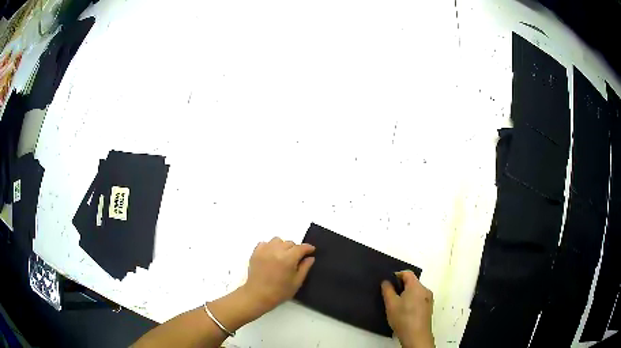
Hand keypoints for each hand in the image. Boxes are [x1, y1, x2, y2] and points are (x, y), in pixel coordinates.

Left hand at [241, 237, 315, 317]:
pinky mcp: (255, 252)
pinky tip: (271, 255)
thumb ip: (305, 268)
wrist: (258, 295)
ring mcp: (264, 250)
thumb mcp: (297, 282)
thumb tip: (310, 257)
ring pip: (277, 240)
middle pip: (289, 243)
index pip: (301, 248)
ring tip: (282, 255)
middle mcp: (276, 251)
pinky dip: (270, 246)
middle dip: (295, 249)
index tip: (311, 250)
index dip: (308, 248)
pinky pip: (265, 243)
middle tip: (296, 258)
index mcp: (288, 259)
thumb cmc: (280, 291)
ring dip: (282, 246)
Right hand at [381, 271, 434, 347]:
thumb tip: (386, 281)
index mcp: (416, 286)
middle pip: (412, 282)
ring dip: (406, 294)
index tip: (388, 282)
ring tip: (396, 304)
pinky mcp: (428, 308)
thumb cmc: (403, 318)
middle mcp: (425, 290)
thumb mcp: (391, 304)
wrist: (416, 335)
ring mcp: (429, 299)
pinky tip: (404, 311)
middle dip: (401, 286)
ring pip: (416, 291)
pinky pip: (419, 299)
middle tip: (390, 294)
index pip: (407, 273)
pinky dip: (412, 301)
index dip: (397, 275)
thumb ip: (387, 290)